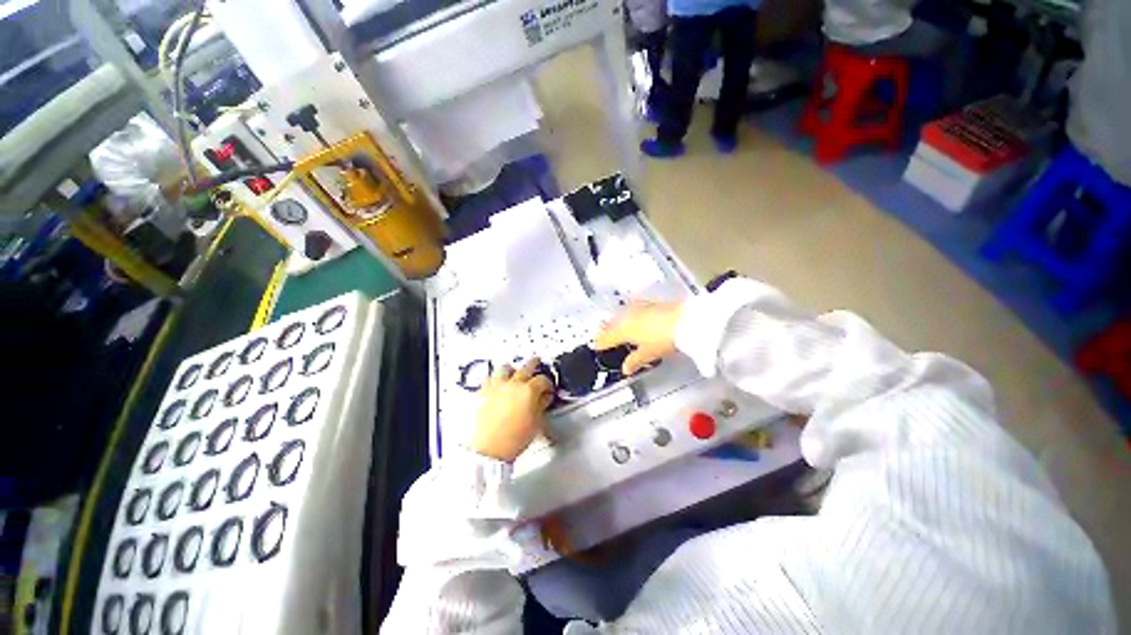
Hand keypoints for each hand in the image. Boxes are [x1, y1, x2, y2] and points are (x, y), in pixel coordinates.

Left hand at [472, 358, 554, 462]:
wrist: (488, 450)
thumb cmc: (514, 439)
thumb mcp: (536, 423)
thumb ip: (542, 405)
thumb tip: (544, 397)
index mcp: (528, 391)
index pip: (543, 379)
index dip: (548, 383)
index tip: (548, 389)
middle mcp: (513, 384)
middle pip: (526, 366)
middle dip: (534, 364)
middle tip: (537, 363)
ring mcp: (497, 386)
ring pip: (505, 368)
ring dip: (512, 368)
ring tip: (514, 371)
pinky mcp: (483, 392)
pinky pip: (490, 378)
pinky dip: (496, 378)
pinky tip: (498, 383)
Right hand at [593, 300, 683, 374]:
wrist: (683, 320)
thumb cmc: (662, 339)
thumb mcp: (648, 354)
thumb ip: (634, 361)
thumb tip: (625, 369)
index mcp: (623, 331)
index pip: (607, 338)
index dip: (600, 342)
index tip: (594, 345)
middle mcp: (627, 317)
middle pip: (612, 324)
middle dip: (605, 329)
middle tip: (598, 333)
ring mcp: (638, 308)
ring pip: (621, 314)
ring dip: (615, 319)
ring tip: (612, 322)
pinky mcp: (649, 303)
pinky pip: (633, 307)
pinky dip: (628, 311)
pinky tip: (631, 310)